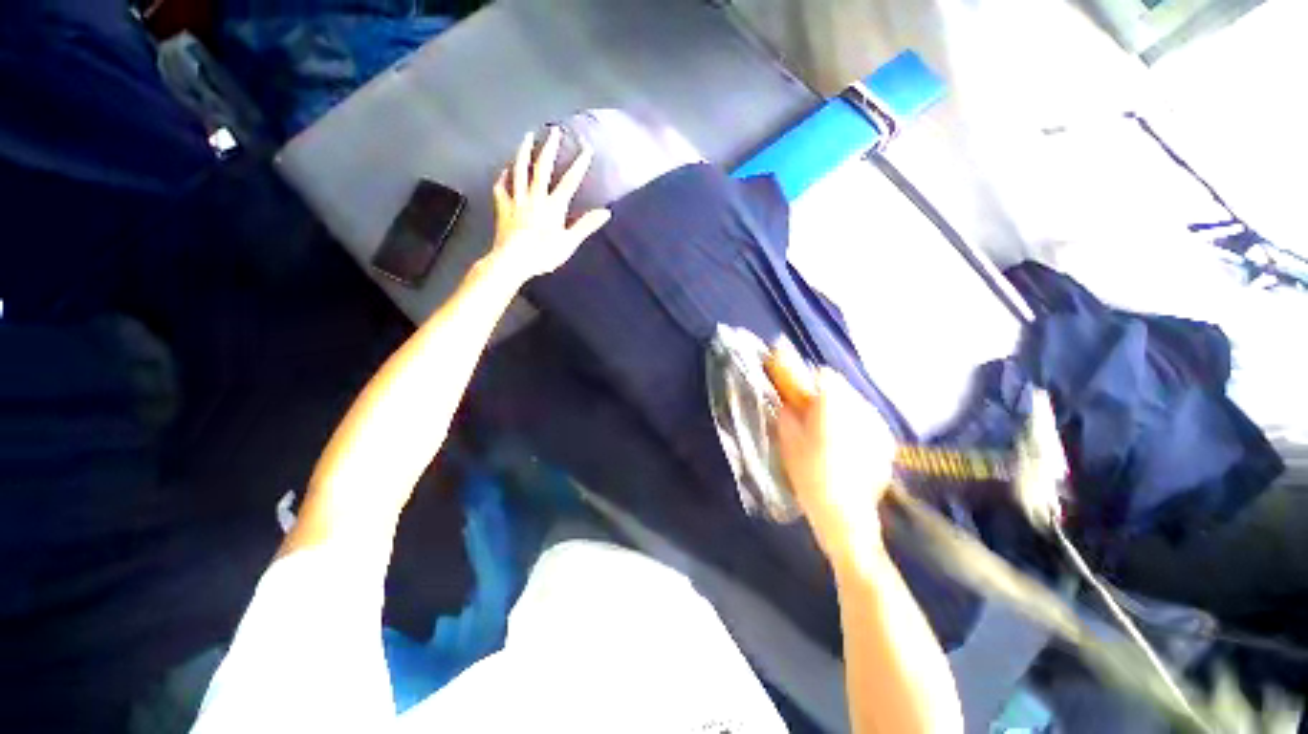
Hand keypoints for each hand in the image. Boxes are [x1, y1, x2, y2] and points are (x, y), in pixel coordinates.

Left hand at [490, 127, 611, 280]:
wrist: (512, 260)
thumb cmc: (543, 254)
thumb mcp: (569, 243)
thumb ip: (586, 225)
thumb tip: (606, 212)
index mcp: (553, 206)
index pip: (570, 181)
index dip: (579, 164)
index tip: (586, 148)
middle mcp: (535, 197)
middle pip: (542, 167)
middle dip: (549, 148)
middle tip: (554, 131)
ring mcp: (517, 199)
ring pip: (519, 170)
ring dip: (524, 152)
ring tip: (527, 137)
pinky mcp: (503, 207)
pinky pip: (502, 186)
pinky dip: (504, 176)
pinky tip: (505, 169)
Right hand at [767, 340, 895, 560]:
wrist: (846, 516)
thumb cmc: (810, 474)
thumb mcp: (788, 438)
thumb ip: (787, 407)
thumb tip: (785, 391)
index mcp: (834, 404)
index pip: (821, 374)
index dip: (804, 379)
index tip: (793, 390)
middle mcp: (861, 406)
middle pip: (838, 386)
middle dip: (820, 393)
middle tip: (806, 414)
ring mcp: (877, 423)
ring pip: (852, 401)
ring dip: (836, 407)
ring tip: (825, 431)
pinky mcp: (887, 440)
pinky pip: (864, 418)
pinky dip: (852, 423)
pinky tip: (843, 444)